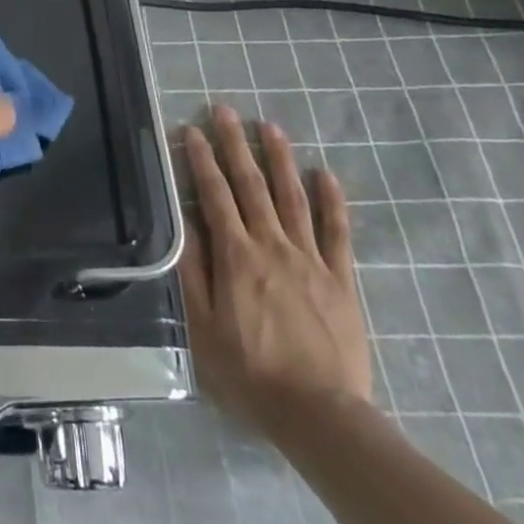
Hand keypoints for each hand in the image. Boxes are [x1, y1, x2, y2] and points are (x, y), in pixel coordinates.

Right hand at [178, 104, 372, 435]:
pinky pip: (337, 232)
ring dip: (279, 159)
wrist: (319, 413)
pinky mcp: (341, 278)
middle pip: (251, 185)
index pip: (214, 194)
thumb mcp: (203, 324)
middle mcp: (272, 245)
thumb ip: (193, 270)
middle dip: (235, 143)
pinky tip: (325, 174)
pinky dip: (331, 200)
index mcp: (236, 255)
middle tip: (225, 110)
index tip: (190, 128)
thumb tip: (182, 221)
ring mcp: (310, 259)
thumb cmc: (249, 370)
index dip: (201, 159)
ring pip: (292, 197)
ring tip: (270, 126)